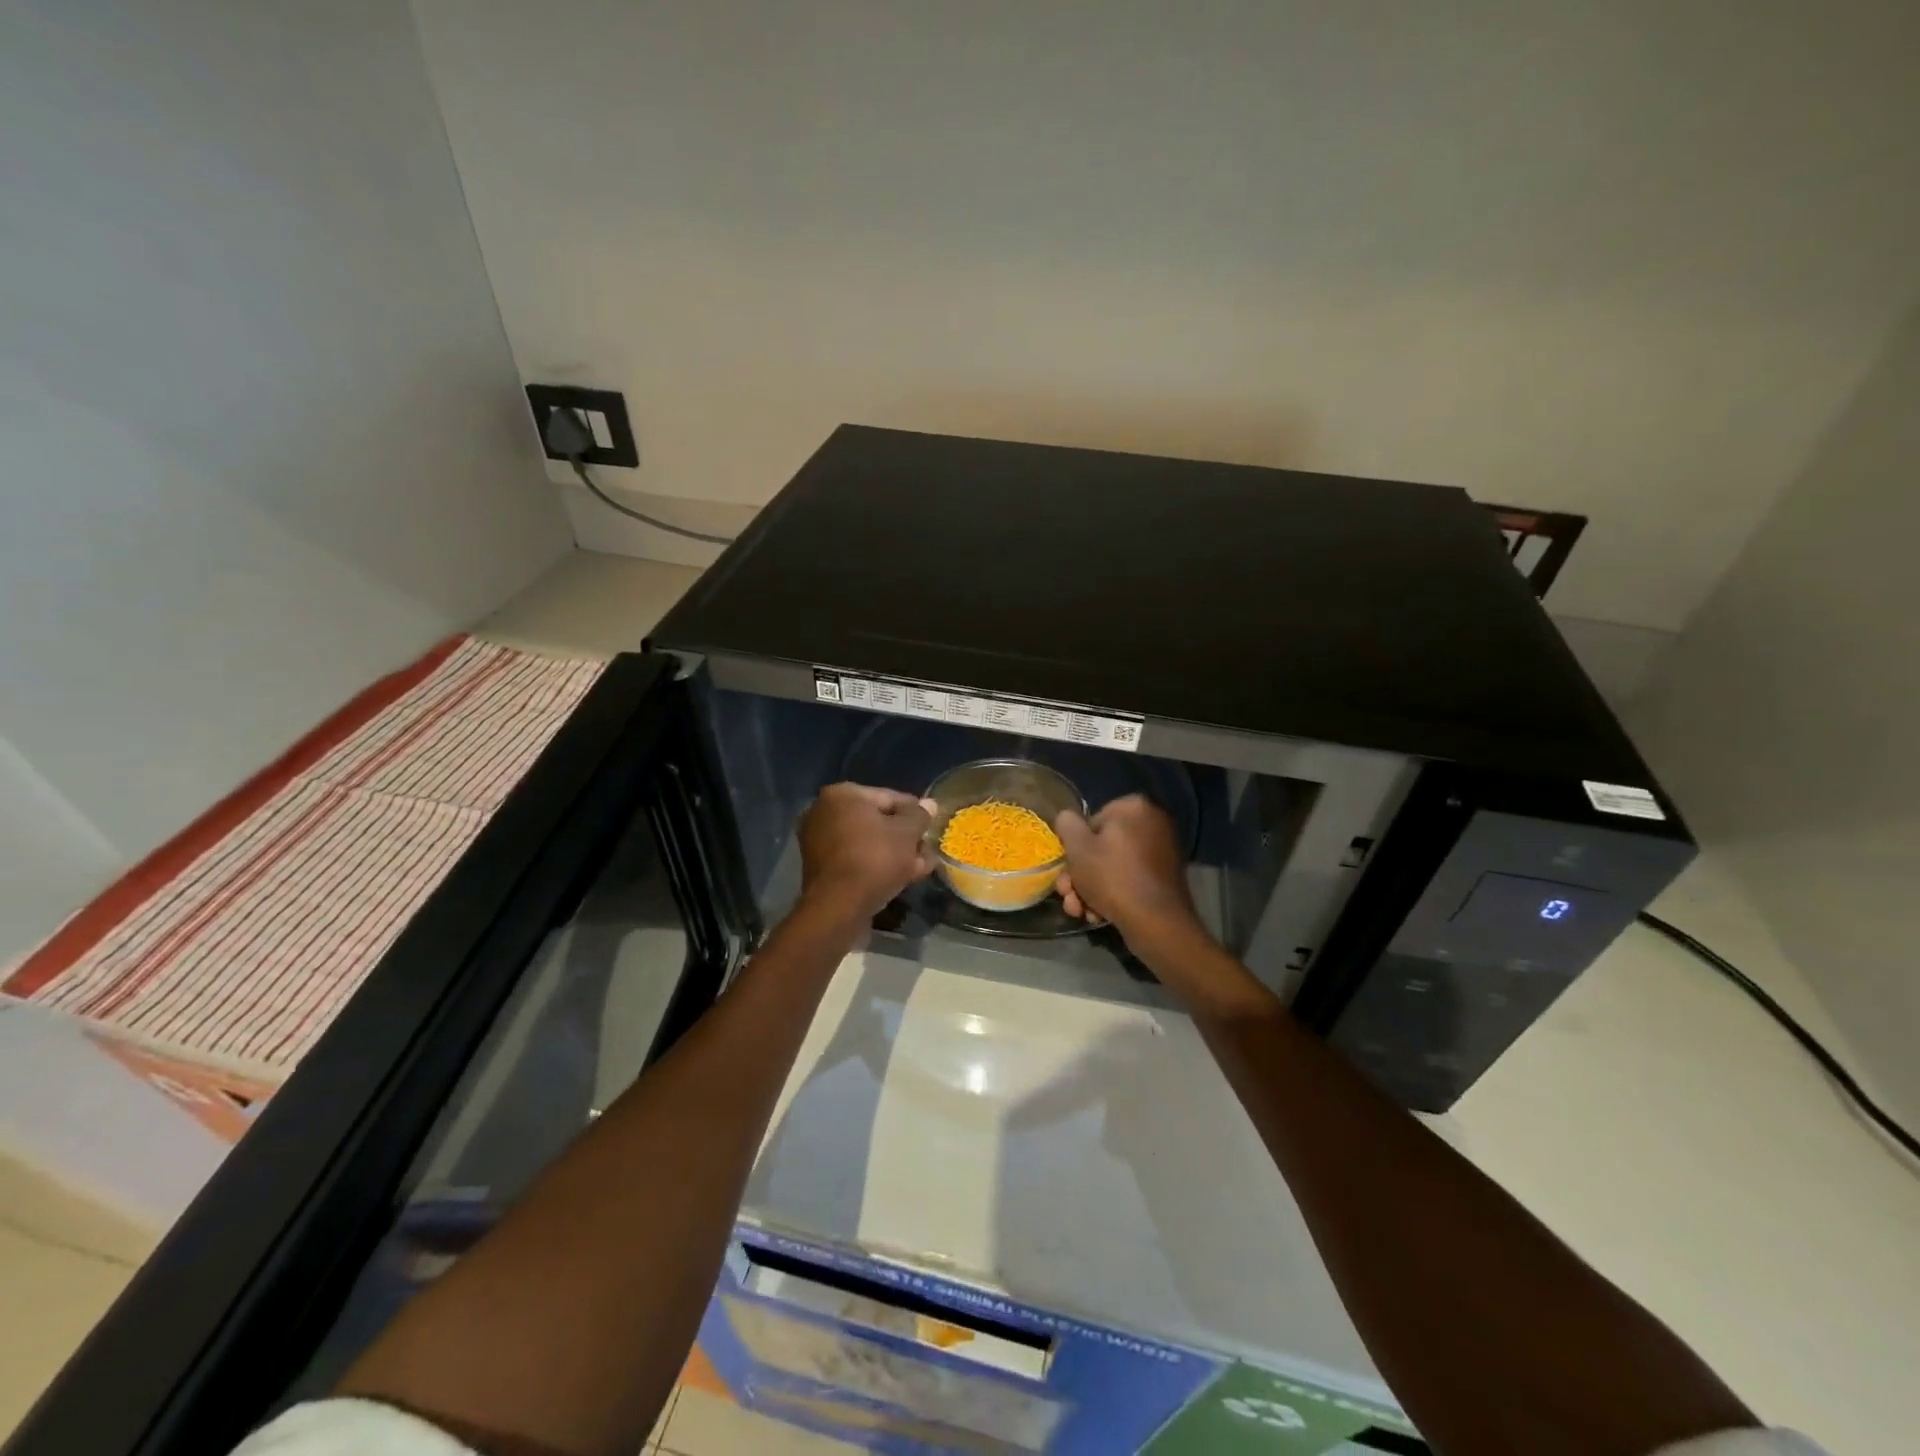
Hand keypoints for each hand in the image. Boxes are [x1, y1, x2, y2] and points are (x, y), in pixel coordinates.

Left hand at [798, 783, 936, 918]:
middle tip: (927, 850)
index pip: (889, 797)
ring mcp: (819, 841)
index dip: (914, 812)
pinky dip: (877, 865)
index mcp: (842, 795)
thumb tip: (929, 804)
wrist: (838, 907)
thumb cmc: (875, 859)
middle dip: (905, 837)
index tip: (931, 826)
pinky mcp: (821, 868)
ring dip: (895, 853)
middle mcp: (824, 812)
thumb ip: (919, 816)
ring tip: (920, 867)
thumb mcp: (907, 833)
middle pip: (877, 821)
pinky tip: (902, 878)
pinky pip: (856, 859)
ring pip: (868, 843)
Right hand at [1053, 795, 1198, 939]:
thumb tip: (1067, 818)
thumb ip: (1067, 824)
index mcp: (1134, 808)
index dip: (1075, 848)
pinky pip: (1130, 880)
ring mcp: (1162, 852)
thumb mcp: (1077, 847)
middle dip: (1080, 876)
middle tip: (1068, 896)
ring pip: (1113, 867)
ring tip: (1080, 912)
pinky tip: (1098, 916)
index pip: (1091, 822)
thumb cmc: (1112, 877)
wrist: (1157, 922)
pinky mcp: (1164, 879)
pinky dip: (1113, 895)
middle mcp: (1153, 824)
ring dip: (1090, 890)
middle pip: (1102, 847)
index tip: (1067, 870)